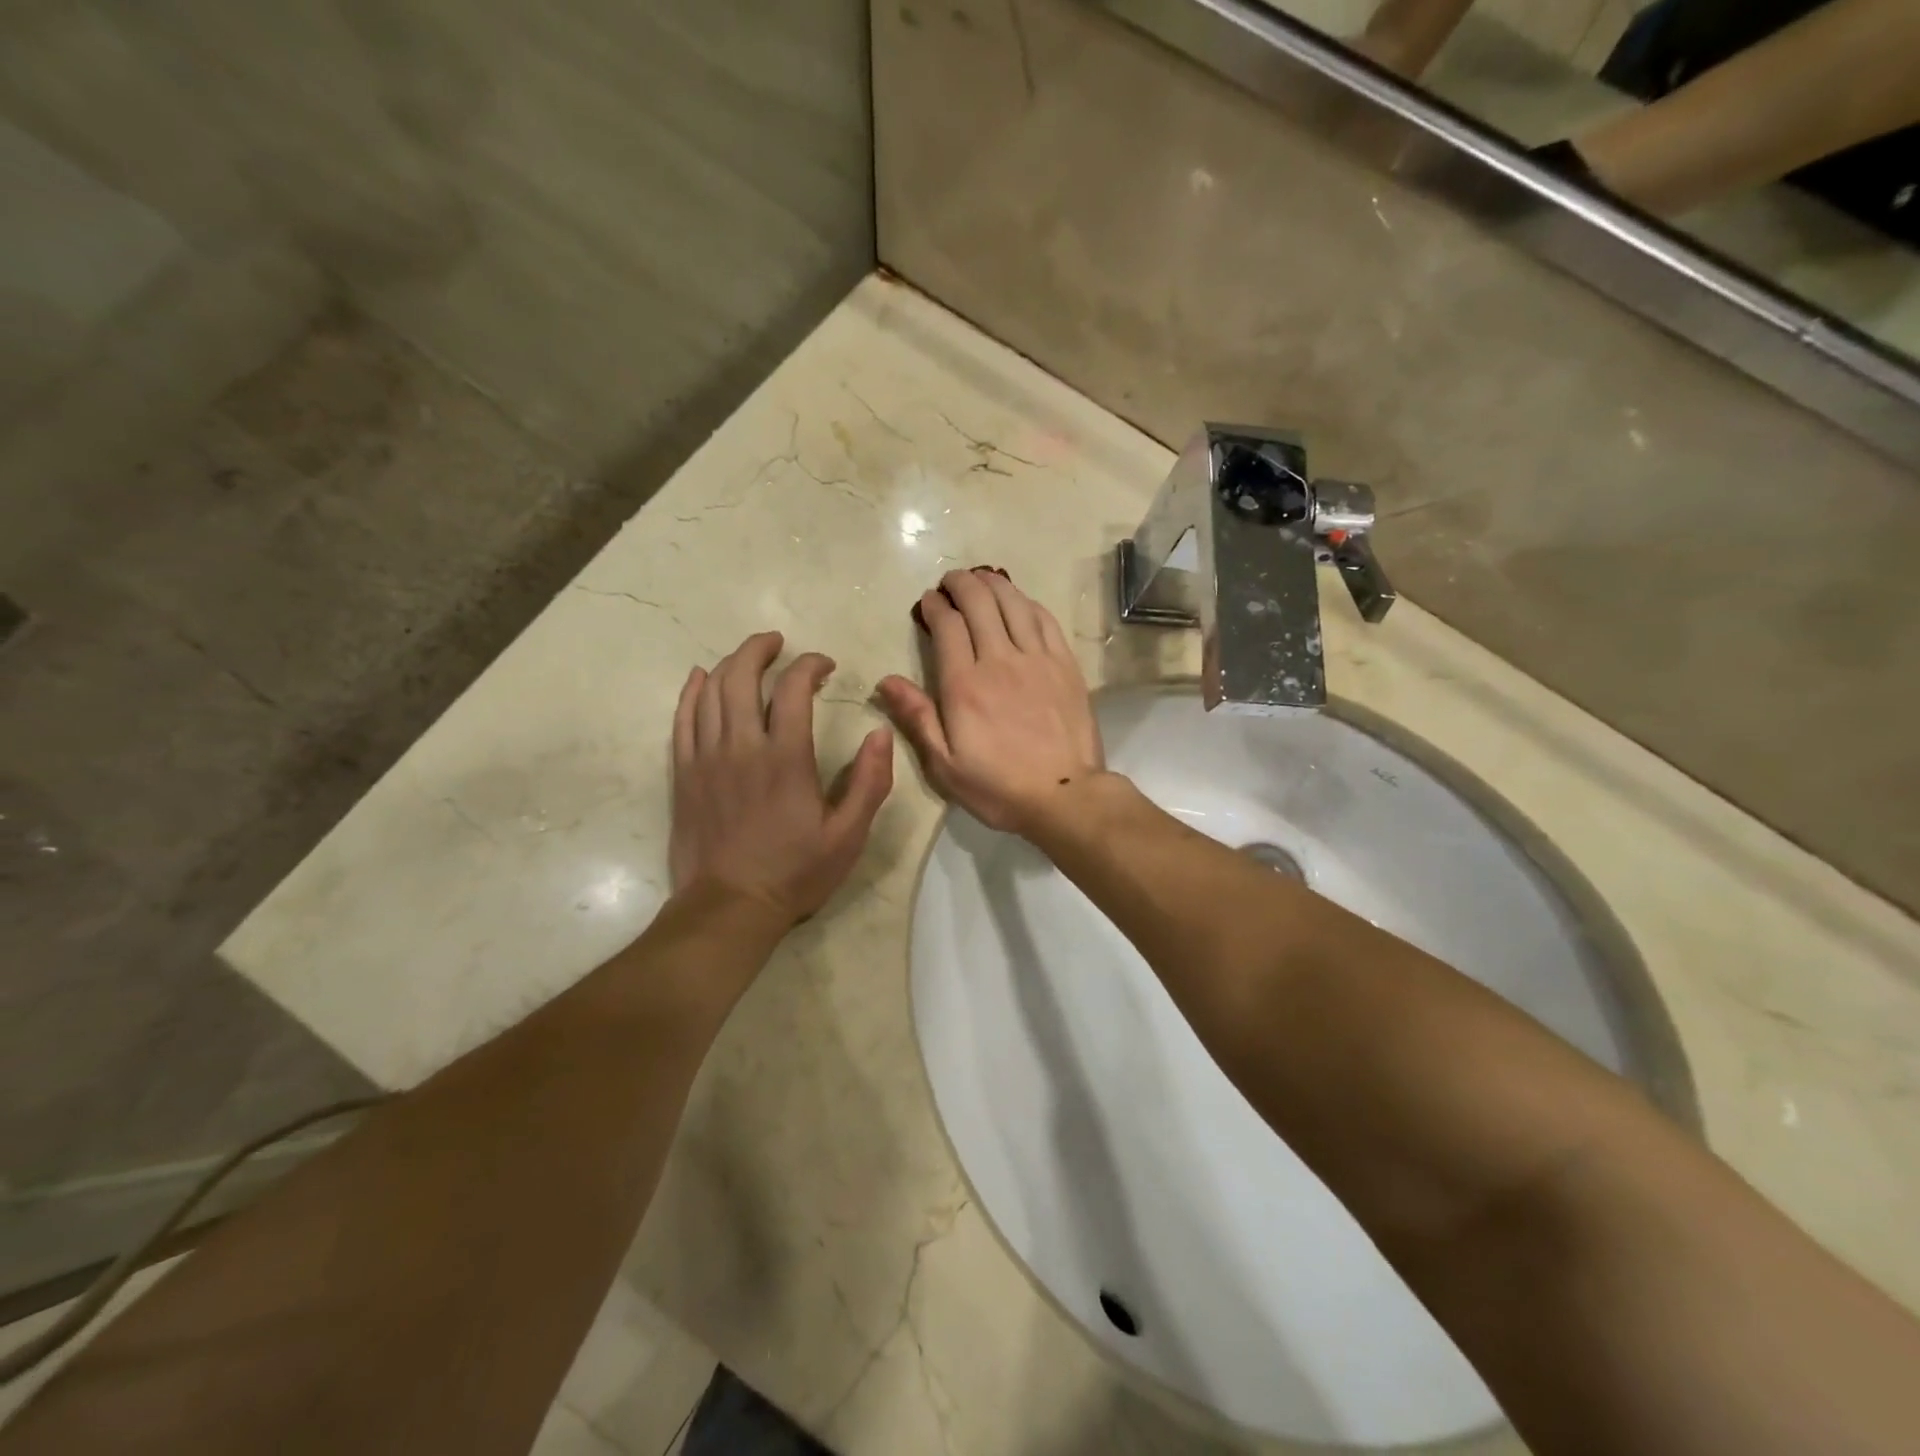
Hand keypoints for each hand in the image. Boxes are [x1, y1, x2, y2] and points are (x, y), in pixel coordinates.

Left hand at [670, 631, 893, 926]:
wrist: (729, 908)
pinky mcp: (684, 773)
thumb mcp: (849, 836)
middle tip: (779, 643)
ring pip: (710, 690)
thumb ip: (870, 782)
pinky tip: (700, 678)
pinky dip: (692, 691)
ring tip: (749, 656)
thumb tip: (880, 733)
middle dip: (761, 649)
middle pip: (742, 675)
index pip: (794, 688)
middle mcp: (741, 746)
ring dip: (730, 664)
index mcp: (785, 758)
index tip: (825, 665)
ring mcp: (706, 757)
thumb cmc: (795, 873)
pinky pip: (682, 718)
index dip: (810, 665)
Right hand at [877, 568, 1104, 835]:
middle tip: (951, 581)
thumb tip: (886, 680)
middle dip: (961, 584)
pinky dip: (1028, 603)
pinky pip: (1045, 620)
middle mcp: (999, 660)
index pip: (947, 626)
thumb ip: (917, 718)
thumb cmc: (998, 786)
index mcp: (964, 684)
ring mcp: (1037, 659)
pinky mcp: (1065, 665)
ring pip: (1013, 604)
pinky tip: (1020, 600)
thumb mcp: (945, 764)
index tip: (928, 601)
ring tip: (982, 578)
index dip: (935, 606)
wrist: (1064, 795)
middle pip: (979, 604)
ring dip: (994, 584)